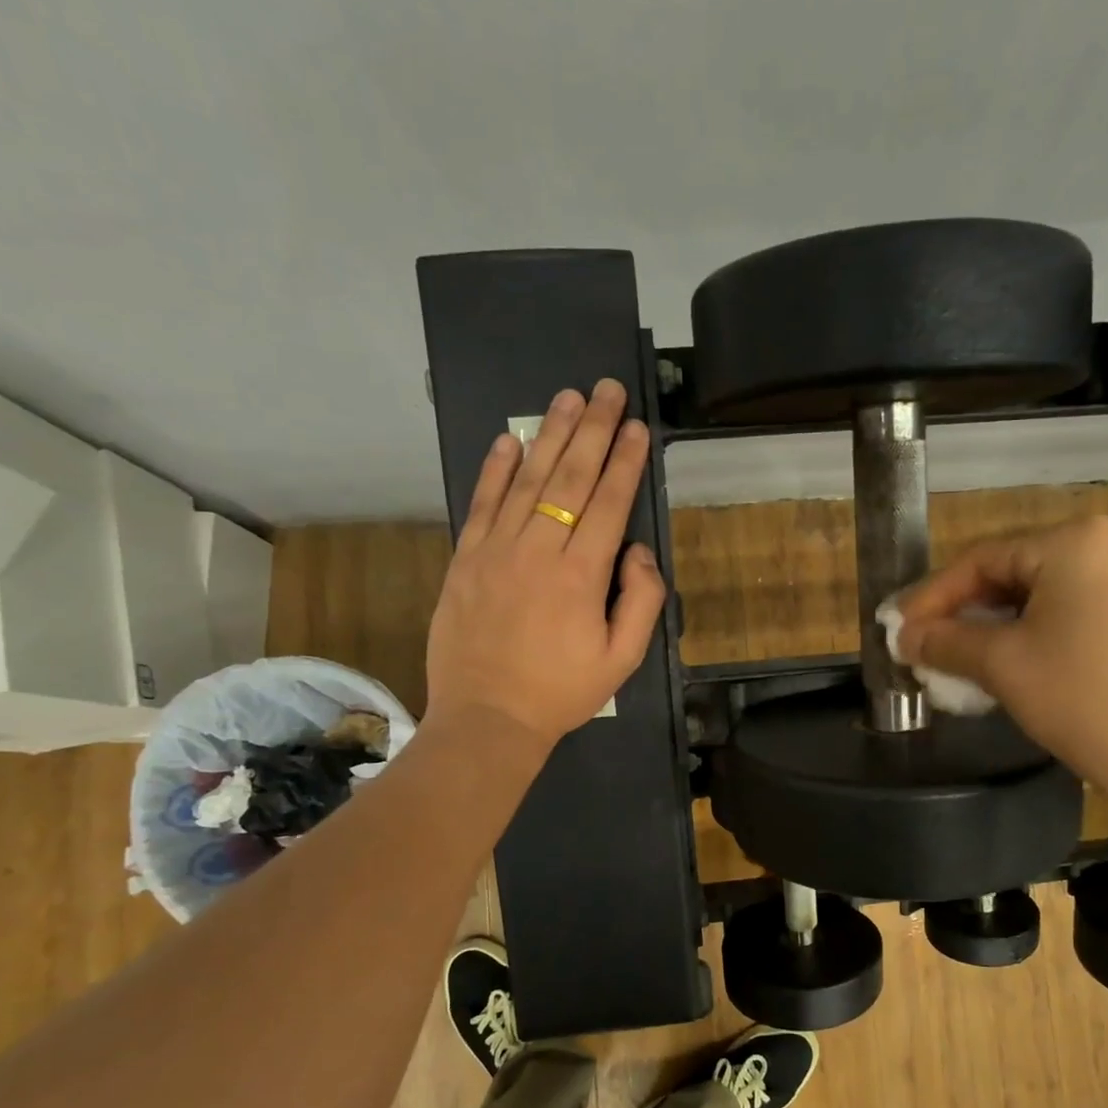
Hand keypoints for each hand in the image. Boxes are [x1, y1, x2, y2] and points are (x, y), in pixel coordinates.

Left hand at [424, 379, 665, 747]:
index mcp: (581, 577)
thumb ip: (642, 601)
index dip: (624, 460)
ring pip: (527, 481)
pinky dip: (495, 469)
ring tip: (568, 397)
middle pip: (569, 478)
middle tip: (606, 388)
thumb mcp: (623, 659)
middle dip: (592, 429)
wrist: (488, 719)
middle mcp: (538, 551)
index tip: (636, 425)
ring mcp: (496, 551)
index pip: (608, 503)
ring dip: (549, 435)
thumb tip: (637, 550)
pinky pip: (482, 504)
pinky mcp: (465, 560)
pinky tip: (510, 439)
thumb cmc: (562, 692)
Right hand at [893, 517, 1107, 805]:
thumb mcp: (1003, 666)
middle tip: (923, 645)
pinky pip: (1072, 610)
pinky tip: (1006, 663)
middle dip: (963, 612)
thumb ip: (945, 641)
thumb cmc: (1086, 700)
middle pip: (1012, 573)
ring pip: (1041, 595)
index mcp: (1074, 541)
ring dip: (994, 626)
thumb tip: (904, 636)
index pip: (981, 560)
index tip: (896, 630)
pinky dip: (1032, 633)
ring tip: (957, 659)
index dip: (931, 596)